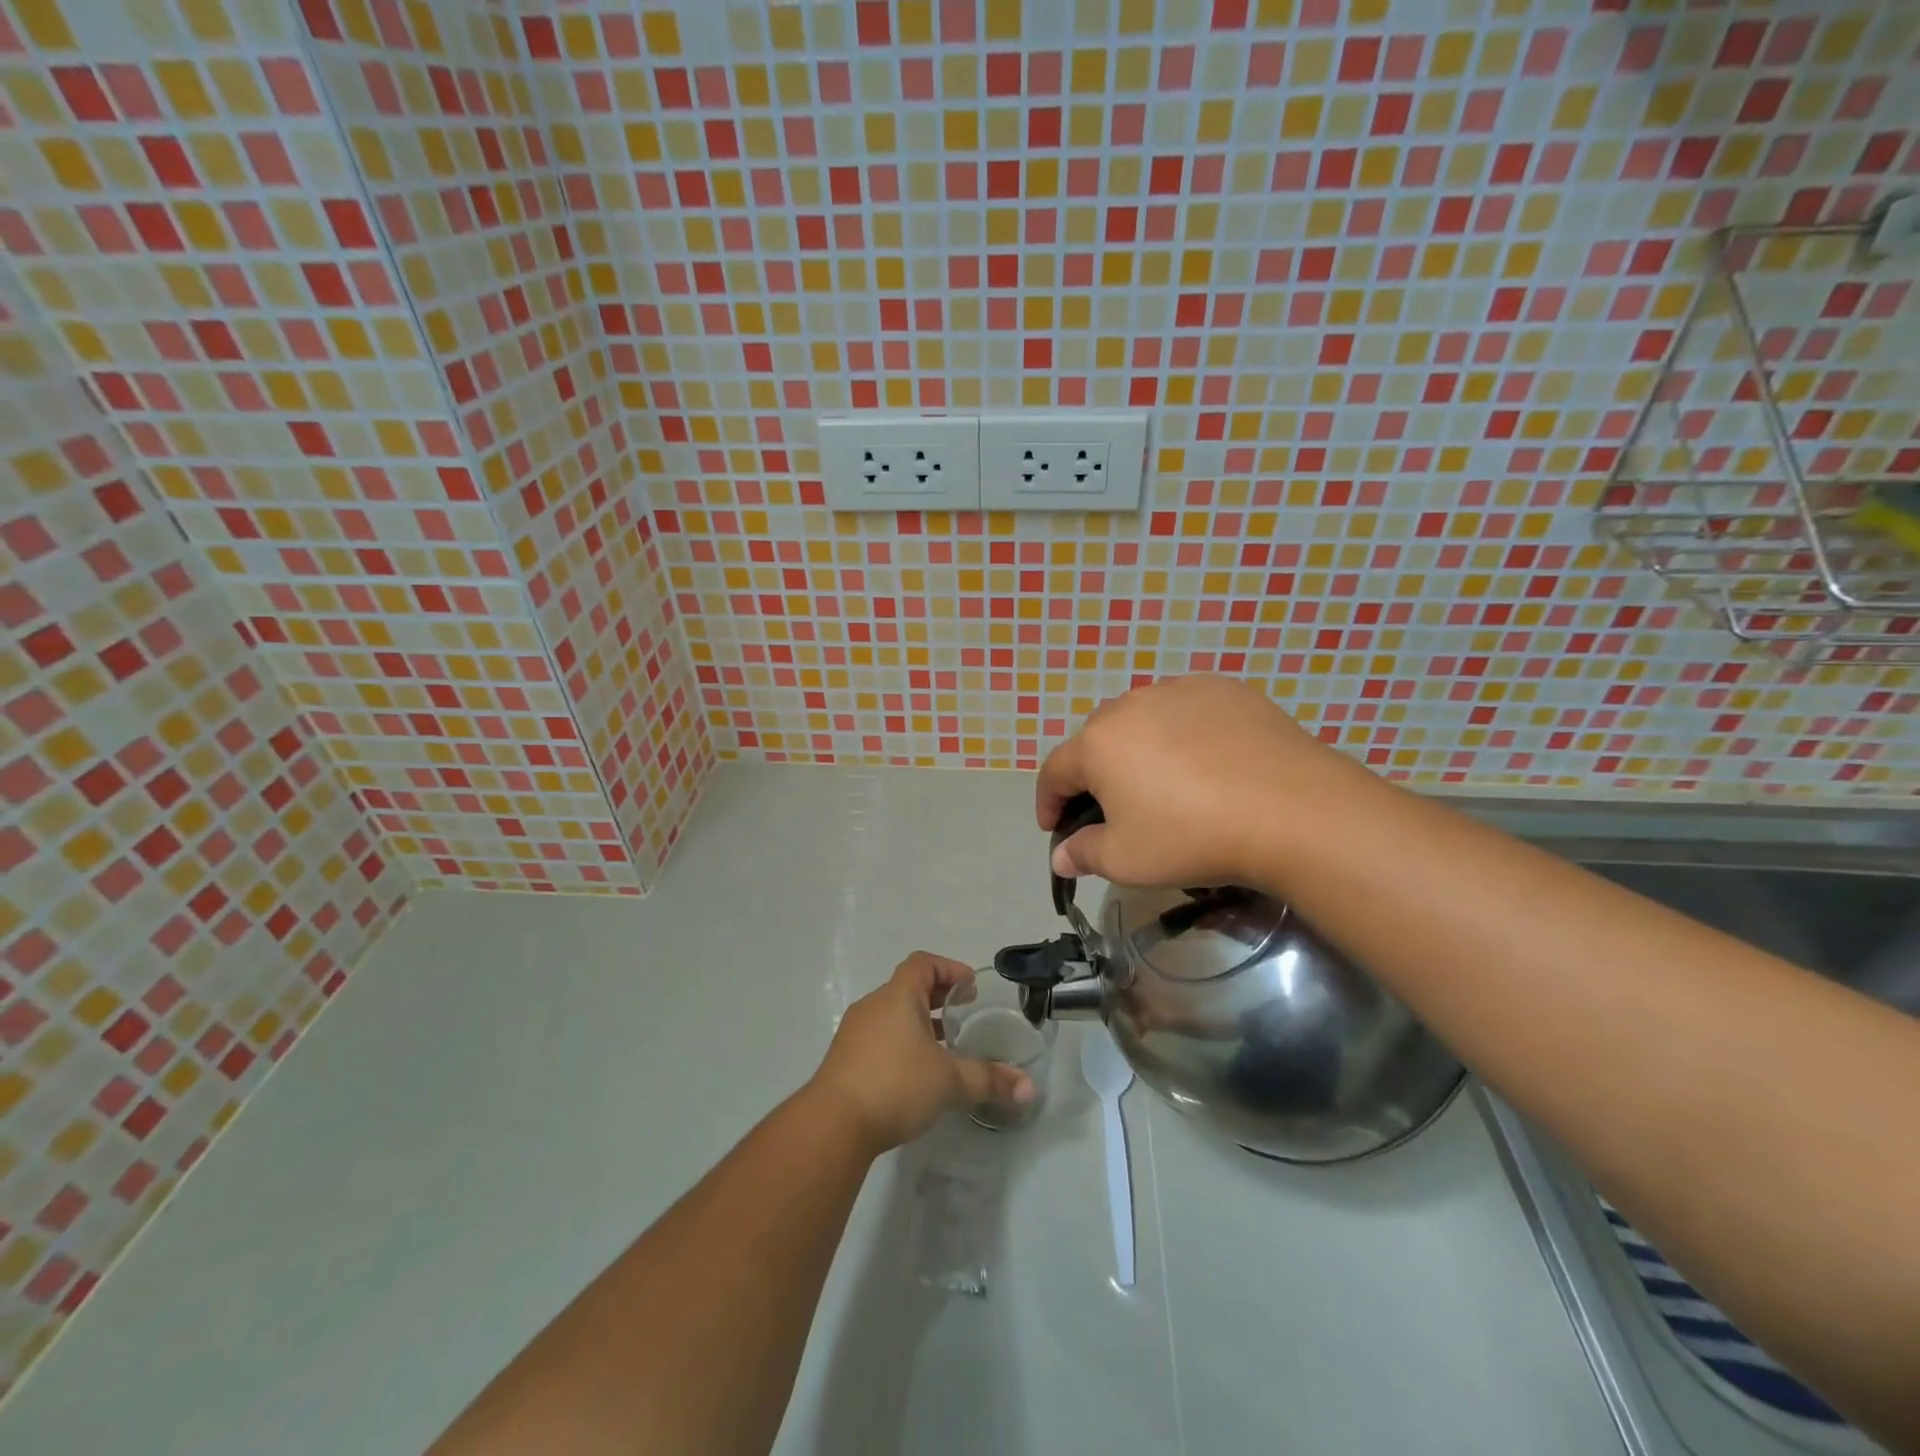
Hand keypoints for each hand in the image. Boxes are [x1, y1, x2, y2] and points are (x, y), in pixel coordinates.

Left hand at [809, 953, 1034, 1154]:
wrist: (833, 1124)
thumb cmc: (896, 1085)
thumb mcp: (950, 1082)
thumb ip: (989, 1081)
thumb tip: (1029, 1088)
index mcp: (897, 997)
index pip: (923, 964)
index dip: (948, 968)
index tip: (969, 988)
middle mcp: (873, 1006)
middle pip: (907, 987)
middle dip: (937, 997)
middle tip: (962, 1013)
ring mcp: (855, 1032)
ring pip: (892, 1014)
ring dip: (918, 1022)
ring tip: (943, 1047)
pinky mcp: (844, 1059)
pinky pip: (879, 1037)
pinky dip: (900, 1042)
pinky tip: (915, 1073)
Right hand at [1037, 675, 1353, 889]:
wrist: (1290, 810)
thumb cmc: (1192, 837)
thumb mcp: (1127, 860)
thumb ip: (1084, 853)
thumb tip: (1061, 856)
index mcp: (1098, 744)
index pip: (1055, 771)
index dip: (1048, 801)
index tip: (1053, 826)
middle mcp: (1130, 705)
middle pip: (1097, 738)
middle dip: (1093, 772)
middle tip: (1111, 806)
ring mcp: (1179, 690)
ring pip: (1141, 717)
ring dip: (1137, 746)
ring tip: (1160, 778)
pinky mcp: (1224, 689)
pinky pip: (1186, 708)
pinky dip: (1181, 730)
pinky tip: (1204, 758)